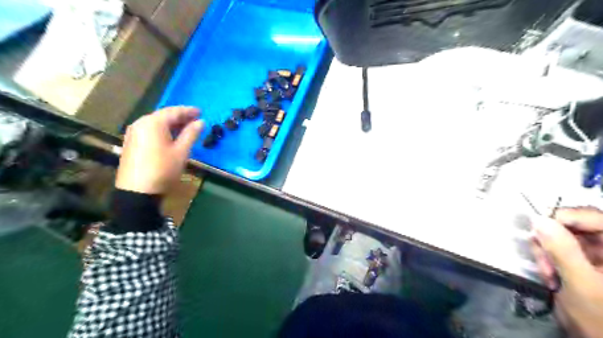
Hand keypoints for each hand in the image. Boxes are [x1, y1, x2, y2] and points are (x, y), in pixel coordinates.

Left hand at [115, 107, 204, 194]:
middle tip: (195, 120)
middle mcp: (141, 123)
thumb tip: (201, 122)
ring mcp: (133, 133)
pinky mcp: (131, 143)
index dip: (189, 111)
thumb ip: (191, 134)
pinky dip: (163, 131)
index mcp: (153, 123)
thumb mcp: (181, 151)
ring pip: (156, 123)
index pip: (174, 111)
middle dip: (180, 117)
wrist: (137, 191)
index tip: (201, 112)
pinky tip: (171, 137)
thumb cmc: (163, 168)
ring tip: (186, 128)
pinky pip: (150, 131)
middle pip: (163, 116)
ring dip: (172, 124)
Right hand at [531, 206, 602, 337]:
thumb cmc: (600, 319)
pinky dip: (549, 259)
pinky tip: (549, 276)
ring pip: (562, 237)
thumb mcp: (581, 285)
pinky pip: (560, 249)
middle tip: (543, 260)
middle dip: (551, 240)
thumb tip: (538, 219)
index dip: (565, 216)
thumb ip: (562, 250)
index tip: (537, 227)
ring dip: (547, 252)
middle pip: (575, 226)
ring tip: (547, 274)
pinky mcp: (586, 262)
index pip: (595, 217)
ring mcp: (598, 255)